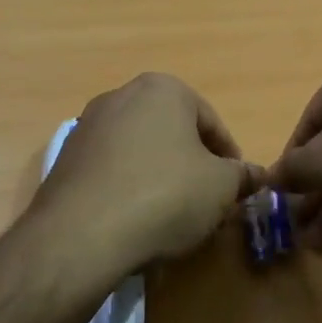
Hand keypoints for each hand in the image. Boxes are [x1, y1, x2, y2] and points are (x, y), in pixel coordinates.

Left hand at [30, 73, 260, 276]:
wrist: (82, 234)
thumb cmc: (165, 196)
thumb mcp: (221, 187)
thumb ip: (242, 176)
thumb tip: (256, 175)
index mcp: (163, 88)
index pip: (211, 122)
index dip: (229, 158)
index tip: (235, 189)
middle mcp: (121, 95)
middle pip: (172, 133)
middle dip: (192, 164)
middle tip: (206, 202)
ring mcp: (88, 126)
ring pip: (140, 150)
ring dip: (159, 176)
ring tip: (170, 216)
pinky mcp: (65, 159)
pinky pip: (111, 170)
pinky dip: (128, 188)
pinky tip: (135, 220)